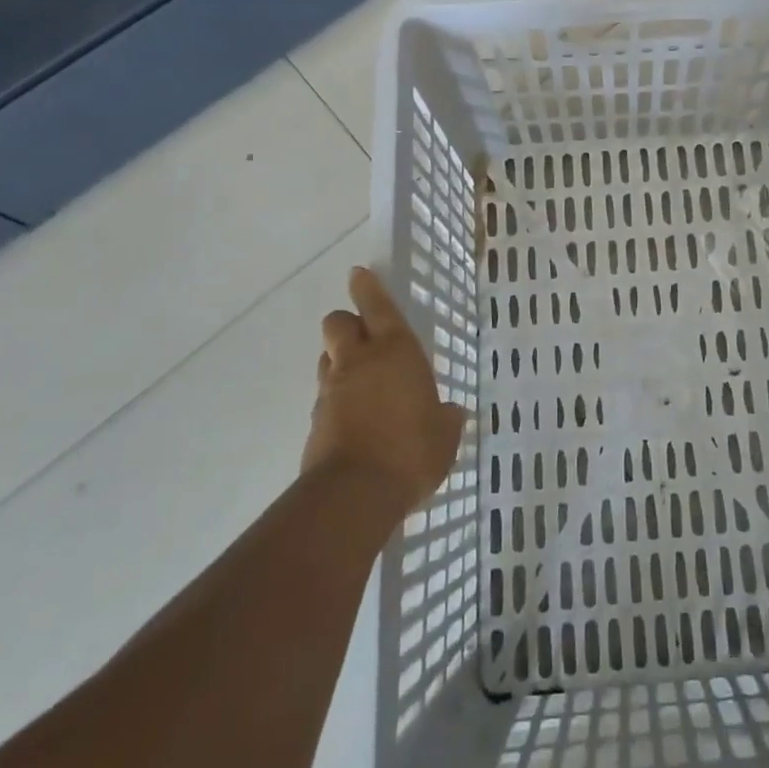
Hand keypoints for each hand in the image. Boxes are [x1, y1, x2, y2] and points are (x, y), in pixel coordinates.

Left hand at [304, 267, 468, 515]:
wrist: (355, 494)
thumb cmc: (412, 451)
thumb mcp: (445, 435)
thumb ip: (447, 419)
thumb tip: (453, 412)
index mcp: (396, 352)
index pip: (377, 307)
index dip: (368, 288)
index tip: (358, 273)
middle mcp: (359, 362)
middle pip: (337, 324)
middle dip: (347, 323)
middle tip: (363, 336)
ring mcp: (332, 391)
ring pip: (328, 359)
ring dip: (340, 361)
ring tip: (360, 381)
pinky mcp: (315, 422)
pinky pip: (326, 397)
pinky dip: (337, 400)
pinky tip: (355, 420)